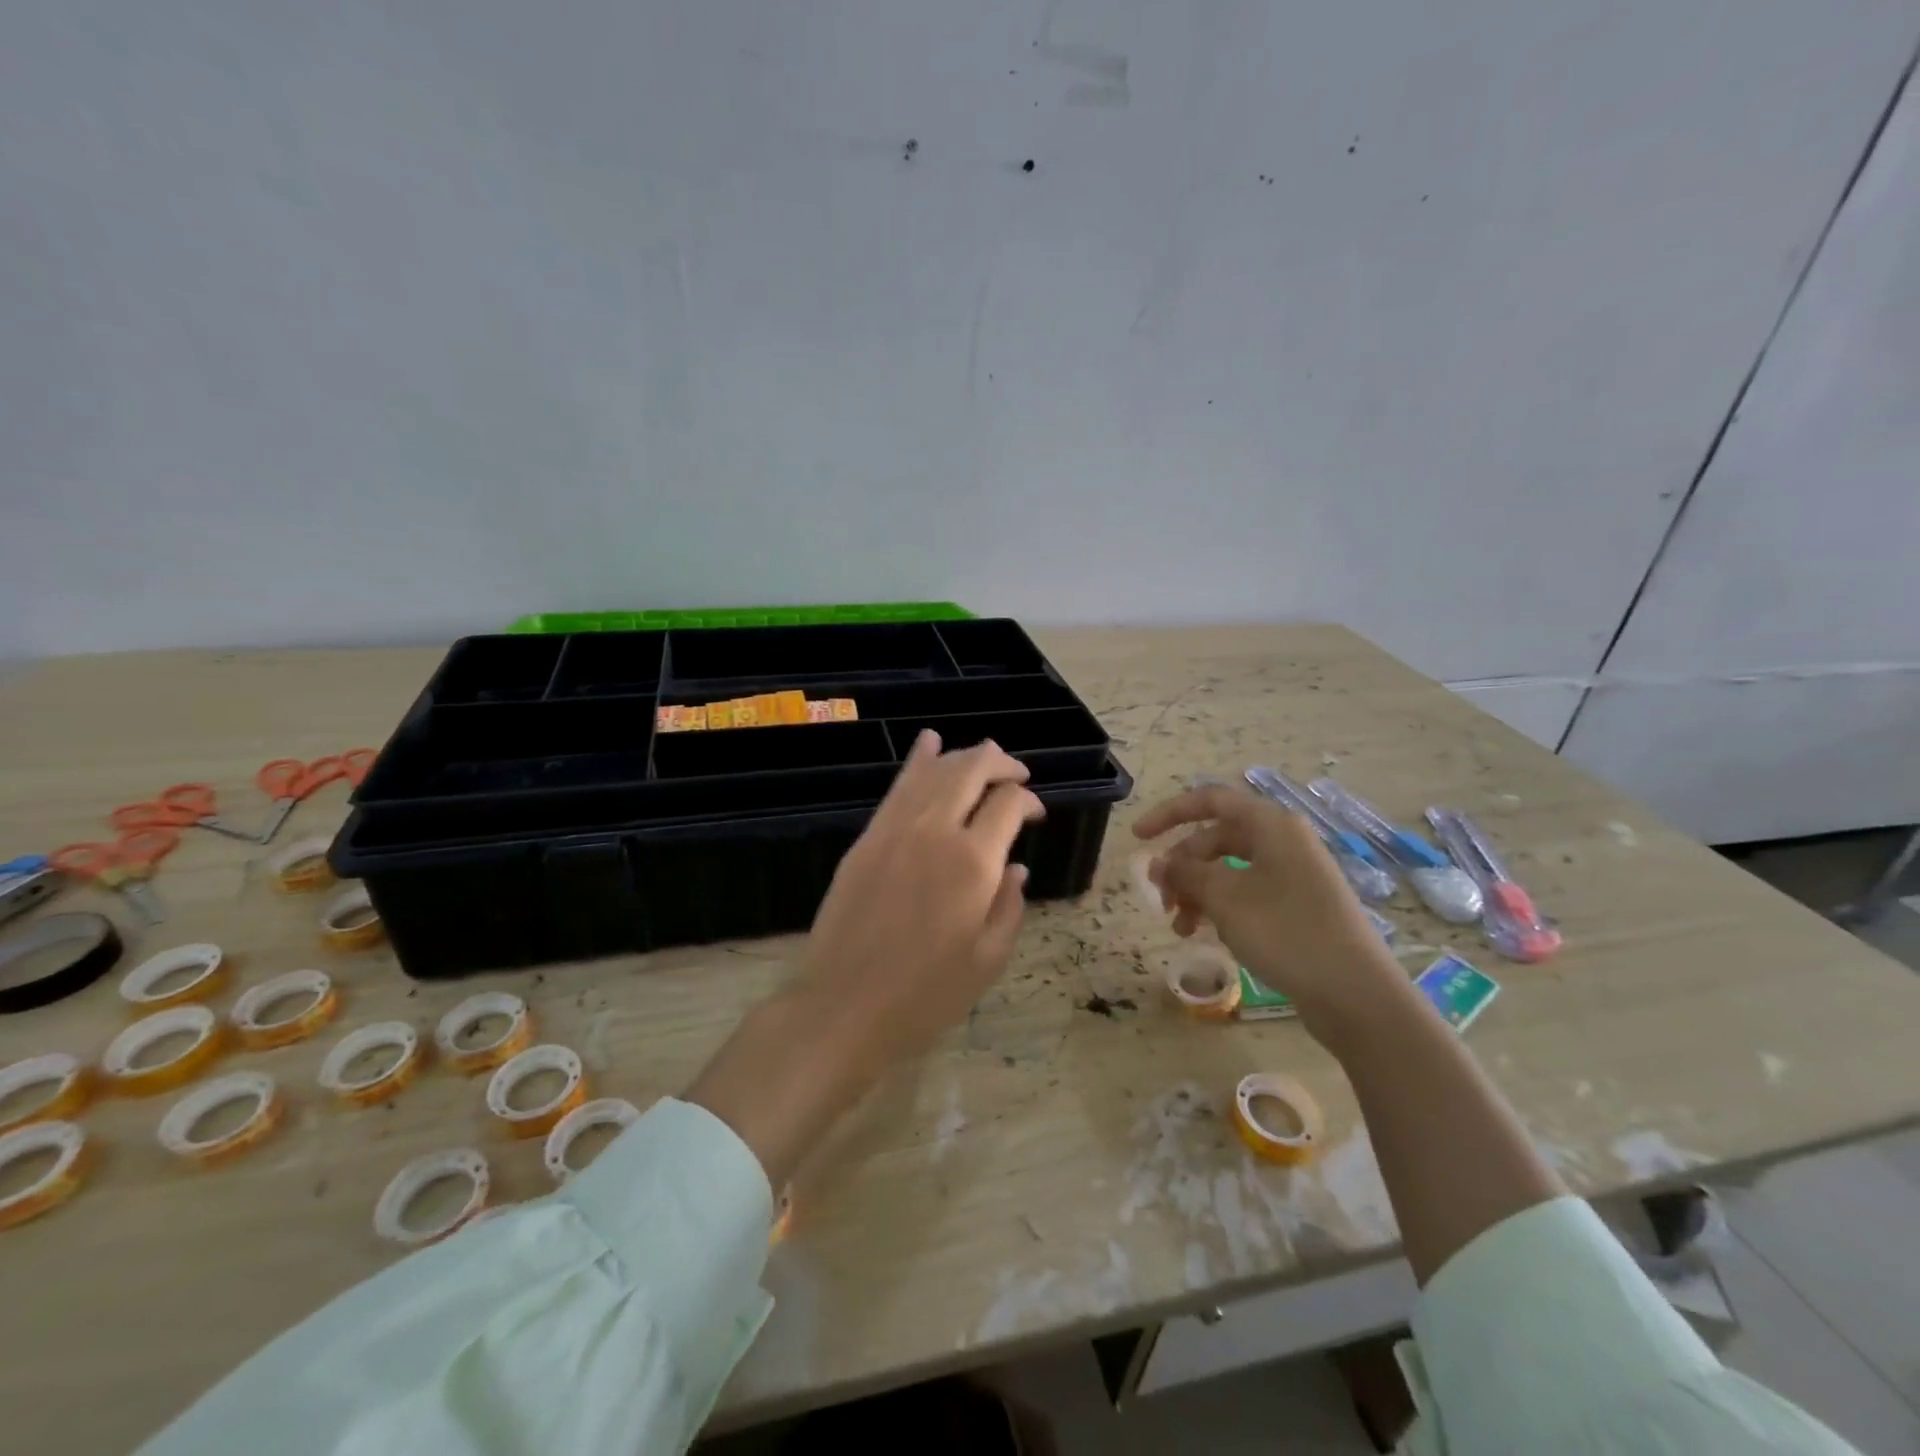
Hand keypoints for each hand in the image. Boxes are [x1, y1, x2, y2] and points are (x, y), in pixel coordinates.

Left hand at [688, 731, 1041, 1186]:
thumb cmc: (924, 995)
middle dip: (1000, 763)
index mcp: (973, 863)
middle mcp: (935, 831)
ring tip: (984, 756)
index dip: (1028, 800)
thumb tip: (1016, 867)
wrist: (843, 1007)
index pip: (1008, 803)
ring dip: (963, 757)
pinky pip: (897, 787)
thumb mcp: (987, 961)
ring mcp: (894, 830)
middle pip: (971, 770)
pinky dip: (917, 761)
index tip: (1035, 815)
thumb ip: (1009, 906)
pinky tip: (929, 743)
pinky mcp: (866, 838)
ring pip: (934, 771)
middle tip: (1016, 774)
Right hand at [1134, 784, 1407, 1045]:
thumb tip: (1157, 863)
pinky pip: (1247, 893)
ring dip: (1198, 892)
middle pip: (1216, 839)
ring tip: (1180, 927)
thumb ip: (1185, 874)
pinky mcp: (1298, 906)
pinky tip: (1208, 935)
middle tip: (1161, 899)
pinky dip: (1221, 908)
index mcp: (1270, 825)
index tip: (1137, 838)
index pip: (1209, 800)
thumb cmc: (1286, 932)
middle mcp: (1283, 841)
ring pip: (1229, 870)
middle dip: (1182, 866)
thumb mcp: (1225, 899)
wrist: (1356, 993)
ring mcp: (1293, 874)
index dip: (1168, 814)